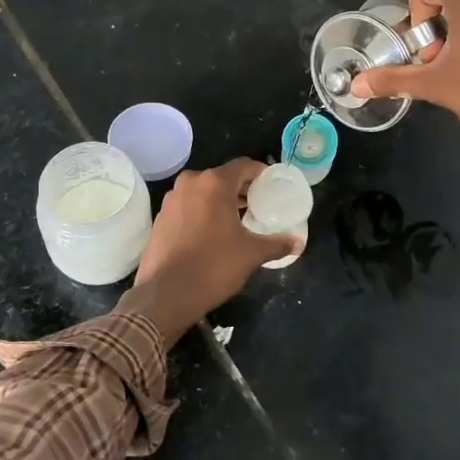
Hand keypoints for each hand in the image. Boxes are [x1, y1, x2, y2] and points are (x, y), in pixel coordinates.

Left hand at [116, 159, 296, 341]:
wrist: (166, 294)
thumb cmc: (213, 266)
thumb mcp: (251, 254)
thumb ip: (277, 244)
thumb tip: (298, 243)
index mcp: (214, 183)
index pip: (243, 166)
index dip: (260, 173)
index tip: (272, 186)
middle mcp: (190, 183)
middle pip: (222, 177)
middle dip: (241, 189)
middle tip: (258, 204)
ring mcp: (171, 200)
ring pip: (203, 191)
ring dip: (220, 201)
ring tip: (238, 219)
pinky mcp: (160, 218)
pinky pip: (188, 206)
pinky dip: (202, 212)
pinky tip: (212, 233)